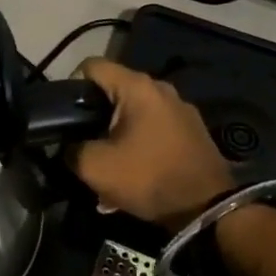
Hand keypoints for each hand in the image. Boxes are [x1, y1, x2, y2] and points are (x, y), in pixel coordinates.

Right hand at [72, 59, 233, 228]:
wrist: (209, 210)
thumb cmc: (149, 178)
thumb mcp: (96, 168)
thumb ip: (72, 150)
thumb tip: (69, 146)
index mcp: (137, 87)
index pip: (92, 65)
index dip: (71, 85)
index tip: (66, 115)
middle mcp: (160, 88)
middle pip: (114, 91)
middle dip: (95, 117)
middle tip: (84, 145)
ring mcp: (180, 109)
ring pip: (134, 113)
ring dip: (116, 136)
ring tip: (108, 168)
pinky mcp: (192, 131)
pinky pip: (154, 129)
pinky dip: (138, 145)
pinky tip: (133, 176)